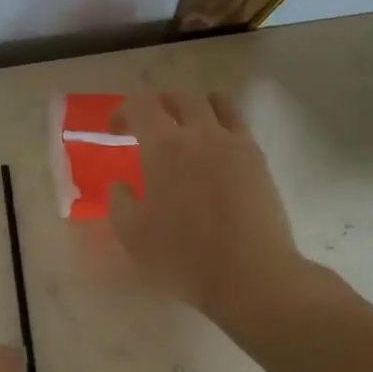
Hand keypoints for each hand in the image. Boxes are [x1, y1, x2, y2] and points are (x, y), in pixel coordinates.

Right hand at [109, 92, 334, 335]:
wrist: (251, 275)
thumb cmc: (184, 257)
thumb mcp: (132, 235)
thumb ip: (119, 201)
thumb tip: (121, 184)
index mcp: (164, 147)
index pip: (141, 105)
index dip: (123, 110)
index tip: (115, 130)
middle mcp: (200, 133)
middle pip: (180, 96)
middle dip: (158, 103)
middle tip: (148, 124)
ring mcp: (234, 143)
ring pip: (215, 101)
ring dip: (194, 105)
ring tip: (186, 125)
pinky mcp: (258, 158)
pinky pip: (238, 123)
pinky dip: (221, 122)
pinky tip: (215, 147)